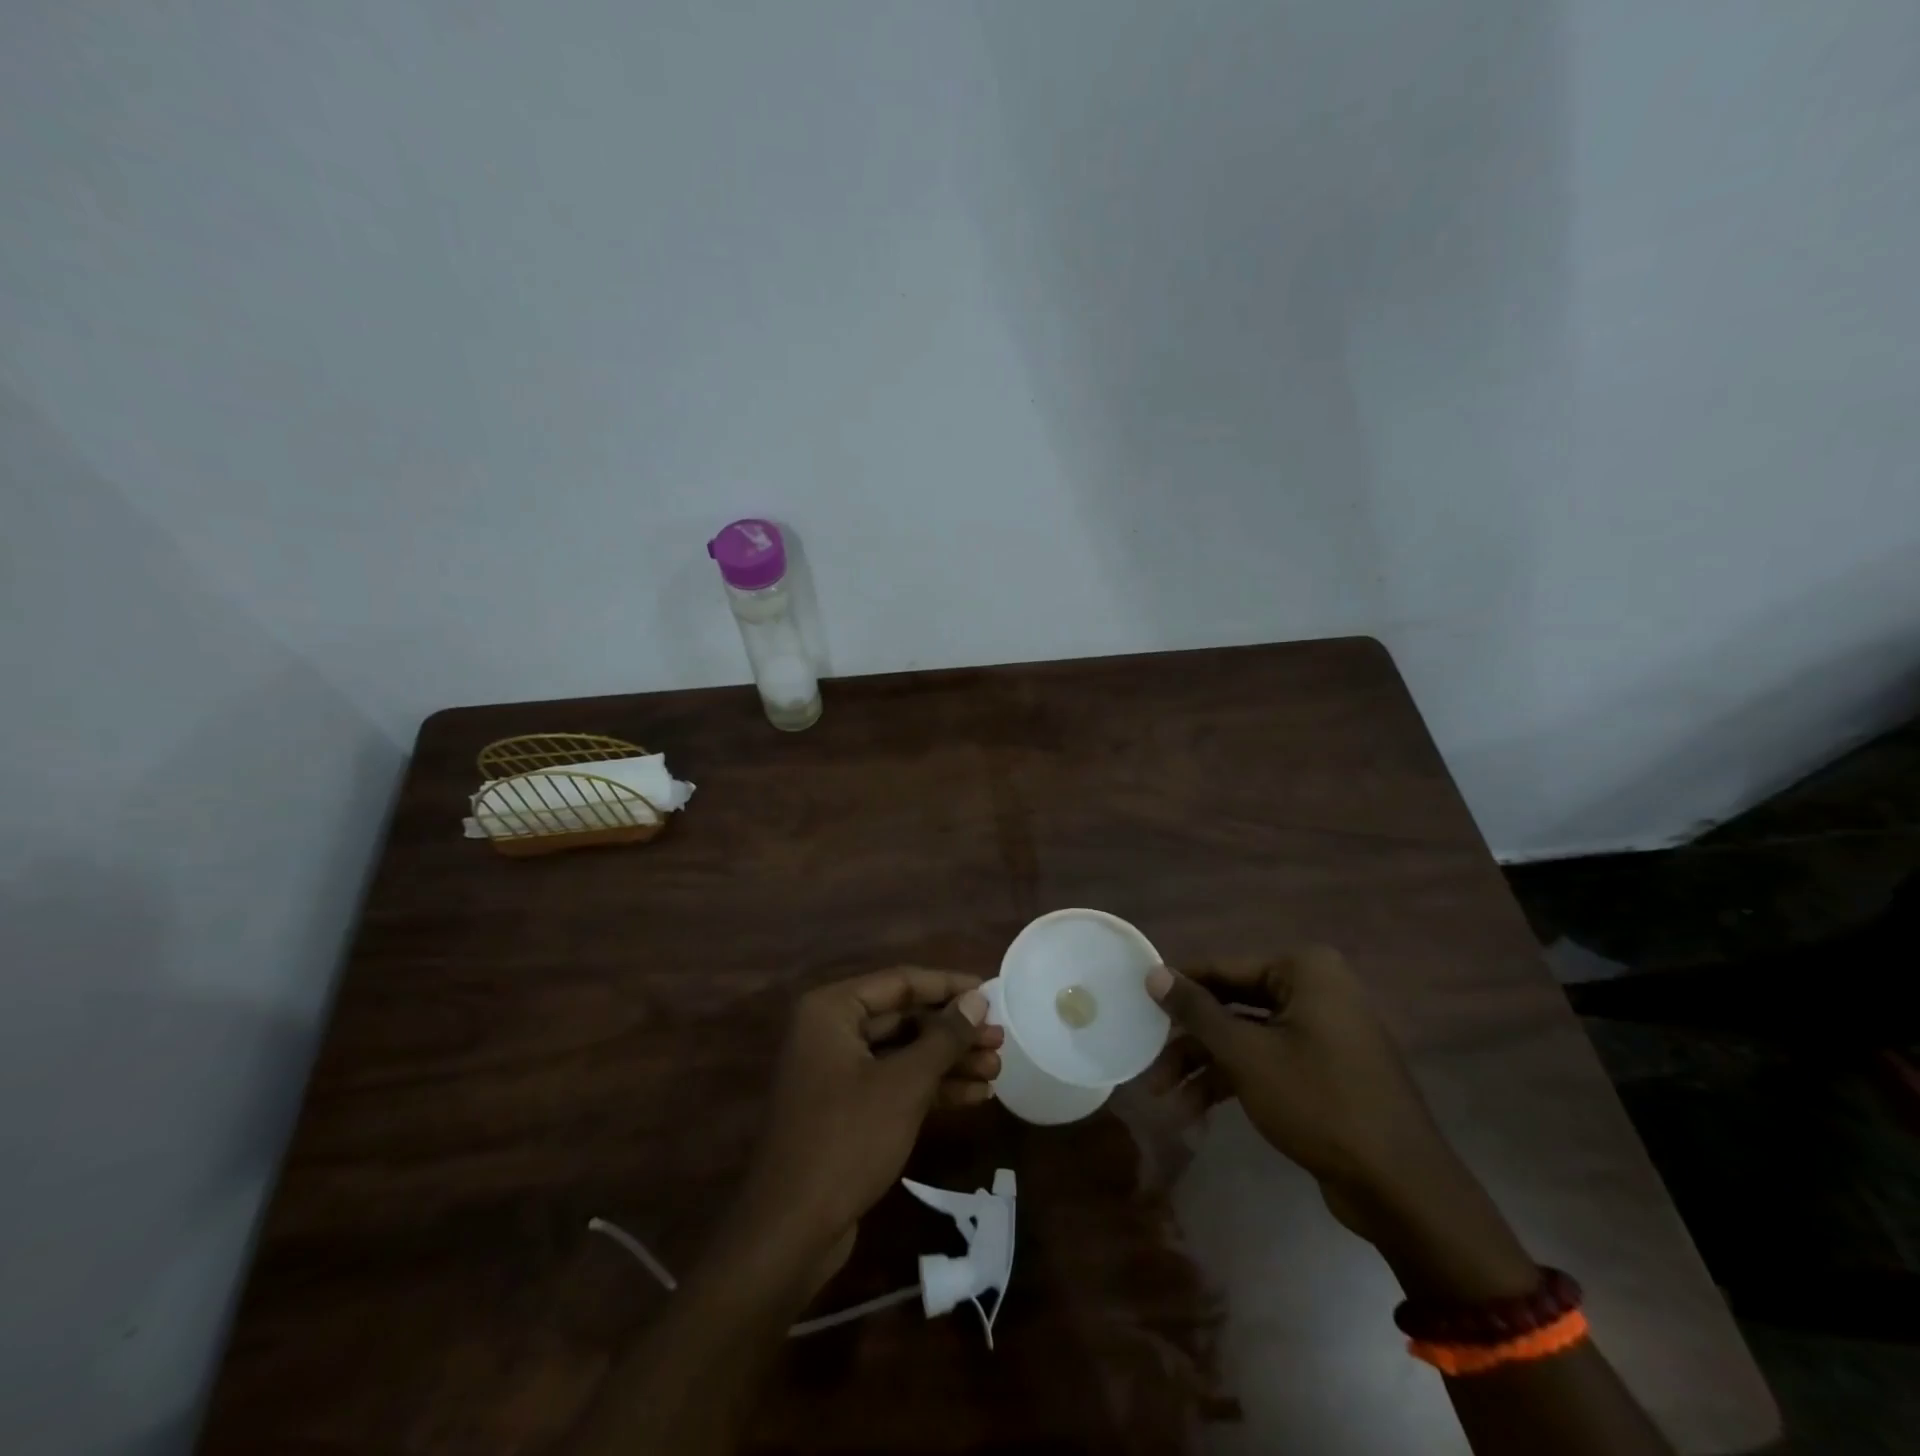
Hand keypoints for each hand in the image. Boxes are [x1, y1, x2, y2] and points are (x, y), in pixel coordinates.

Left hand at [730, 969, 999, 1285]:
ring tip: (997, 1069)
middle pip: (904, 1018)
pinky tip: (974, 1096)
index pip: (901, 982)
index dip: (949, 986)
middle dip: (953, 1031)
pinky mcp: (846, 1109)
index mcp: (832, 1010)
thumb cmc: (847, 1139)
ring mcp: (837, 1072)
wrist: (790, 1230)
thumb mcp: (904, 1083)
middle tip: (1000, 1039)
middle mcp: (831, 1031)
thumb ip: (944, 1037)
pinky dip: (931, 1088)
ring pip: (903, 1053)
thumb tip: (977, 1000)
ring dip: (948, 1061)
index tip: (991, 992)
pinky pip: (894, 1084)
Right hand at [1145, 948, 1438, 1191]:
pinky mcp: (1324, 1069)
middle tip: (1150, 1064)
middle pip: (1231, 1005)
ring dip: (1205, 1069)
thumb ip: (1196, 1011)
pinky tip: (1197, 1115)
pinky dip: (1233, 1083)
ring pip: (1245, 1039)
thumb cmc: (1318, 1103)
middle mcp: (1314, 990)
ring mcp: (1321, 1031)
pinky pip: (1267, 1062)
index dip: (1178, 989)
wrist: (1402, 1189)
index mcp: (1303, 970)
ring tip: (1166, 1102)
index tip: (1138, 1005)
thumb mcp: (1246, 1054)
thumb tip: (1153, 974)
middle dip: (1189, 1042)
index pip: (1222, 969)